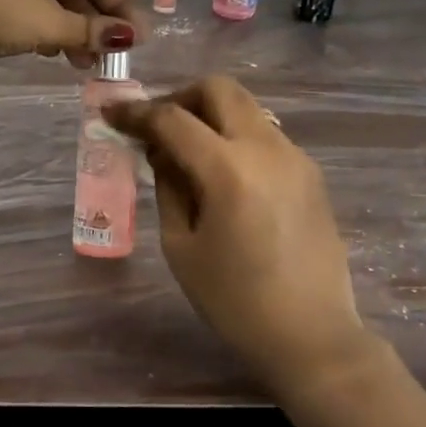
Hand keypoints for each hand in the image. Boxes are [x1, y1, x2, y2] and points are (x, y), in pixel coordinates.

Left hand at [0, 0, 137, 66]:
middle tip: (108, 57)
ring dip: (69, 30)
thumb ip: (90, 31)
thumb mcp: (47, 21)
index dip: (119, 6)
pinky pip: (27, 5)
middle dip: (93, 22)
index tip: (137, 39)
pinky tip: (53, 53)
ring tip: (82, 64)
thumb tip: (131, 38)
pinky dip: (43, 28)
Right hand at [105, 76, 375, 395]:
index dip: (136, 112)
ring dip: (210, 116)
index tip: (111, 113)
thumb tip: (161, 152)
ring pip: (246, 108)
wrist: (313, 337)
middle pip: (219, 89)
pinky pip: (264, 135)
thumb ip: (168, 187)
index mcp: (229, 170)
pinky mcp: (310, 173)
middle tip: (158, 127)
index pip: (173, 119)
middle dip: (180, 98)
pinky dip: (235, 137)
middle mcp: (267, 149)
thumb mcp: (182, 247)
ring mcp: (295, 157)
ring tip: (188, 153)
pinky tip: (223, 175)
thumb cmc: (235, 301)